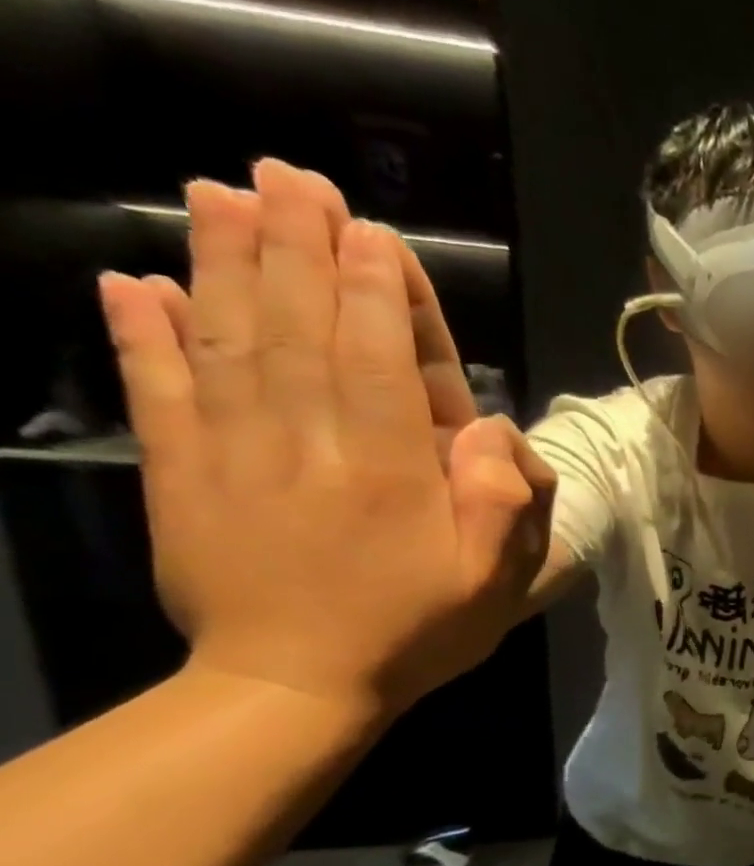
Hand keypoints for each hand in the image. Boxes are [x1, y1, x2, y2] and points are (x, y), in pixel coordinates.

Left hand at [97, 159, 555, 717]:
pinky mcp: (182, 477)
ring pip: (230, 346)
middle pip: (302, 335)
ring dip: (225, 266)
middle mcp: (312, 450)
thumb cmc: (417, 629)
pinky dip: (141, 335)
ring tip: (221, 195)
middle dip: (299, 252)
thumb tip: (487, 427)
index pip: (384, 367)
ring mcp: (236, 459)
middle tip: (291, 178)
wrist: (294, 687)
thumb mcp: (498, 581)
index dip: (377, 296)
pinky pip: (158, 394)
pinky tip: (133, 280)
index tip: (370, 232)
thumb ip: (508, 502)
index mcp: (394, 476)